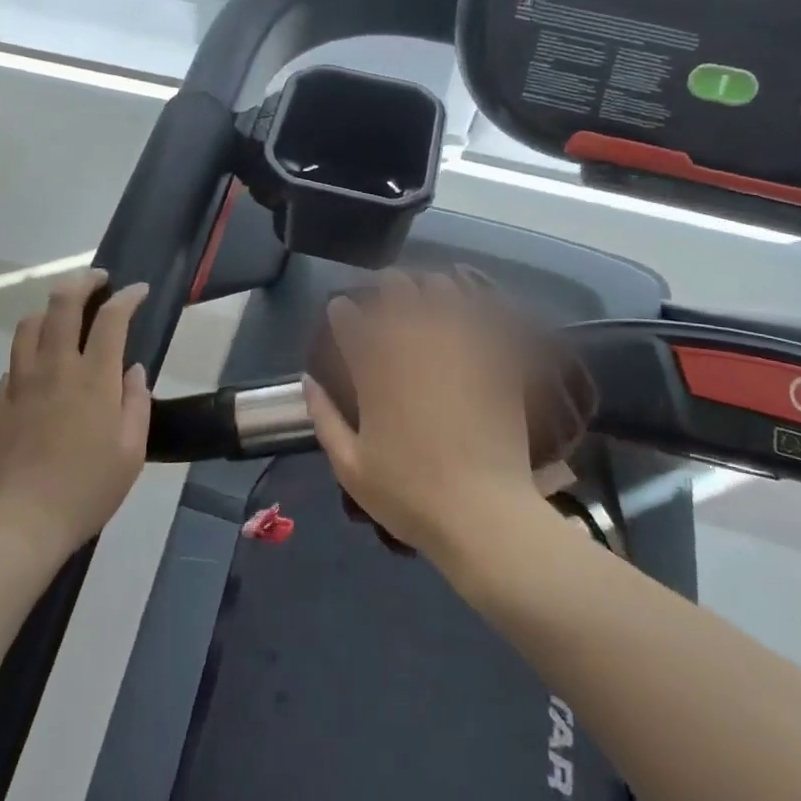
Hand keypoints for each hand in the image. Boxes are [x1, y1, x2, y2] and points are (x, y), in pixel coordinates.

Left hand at [0, 270, 151, 562]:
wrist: (17, 525)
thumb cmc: (85, 490)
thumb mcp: (131, 452)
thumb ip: (136, 404)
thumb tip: (132, 371)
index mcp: (94, 378)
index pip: (111, 318)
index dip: (127, 297)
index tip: (138, 291)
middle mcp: (56, 367)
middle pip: (63, 303)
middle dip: (83, 281)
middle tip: (98, 280)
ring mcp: (21, 381)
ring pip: (30, 323)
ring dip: (51, 308)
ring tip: (65, 313)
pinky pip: (15, 358)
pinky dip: (31, 347)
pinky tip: (41, 363)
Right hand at [305, 270, 546, 563]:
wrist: (483, 514)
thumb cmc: (410, 495)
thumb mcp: (350, 467)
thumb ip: (324, 418)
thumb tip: (308, 381)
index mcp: (376, 370)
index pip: (349, 318)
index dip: (342, 311)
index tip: (341, 311)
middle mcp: (414, 346)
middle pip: (396, 288)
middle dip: (385, 286)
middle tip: (385, 296)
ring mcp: (457, 347)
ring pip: (441, 288)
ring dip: (429, 287)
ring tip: (428, 295)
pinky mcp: (491, 357)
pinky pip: (482, 313)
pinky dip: (472, 304)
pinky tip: (468, 309)